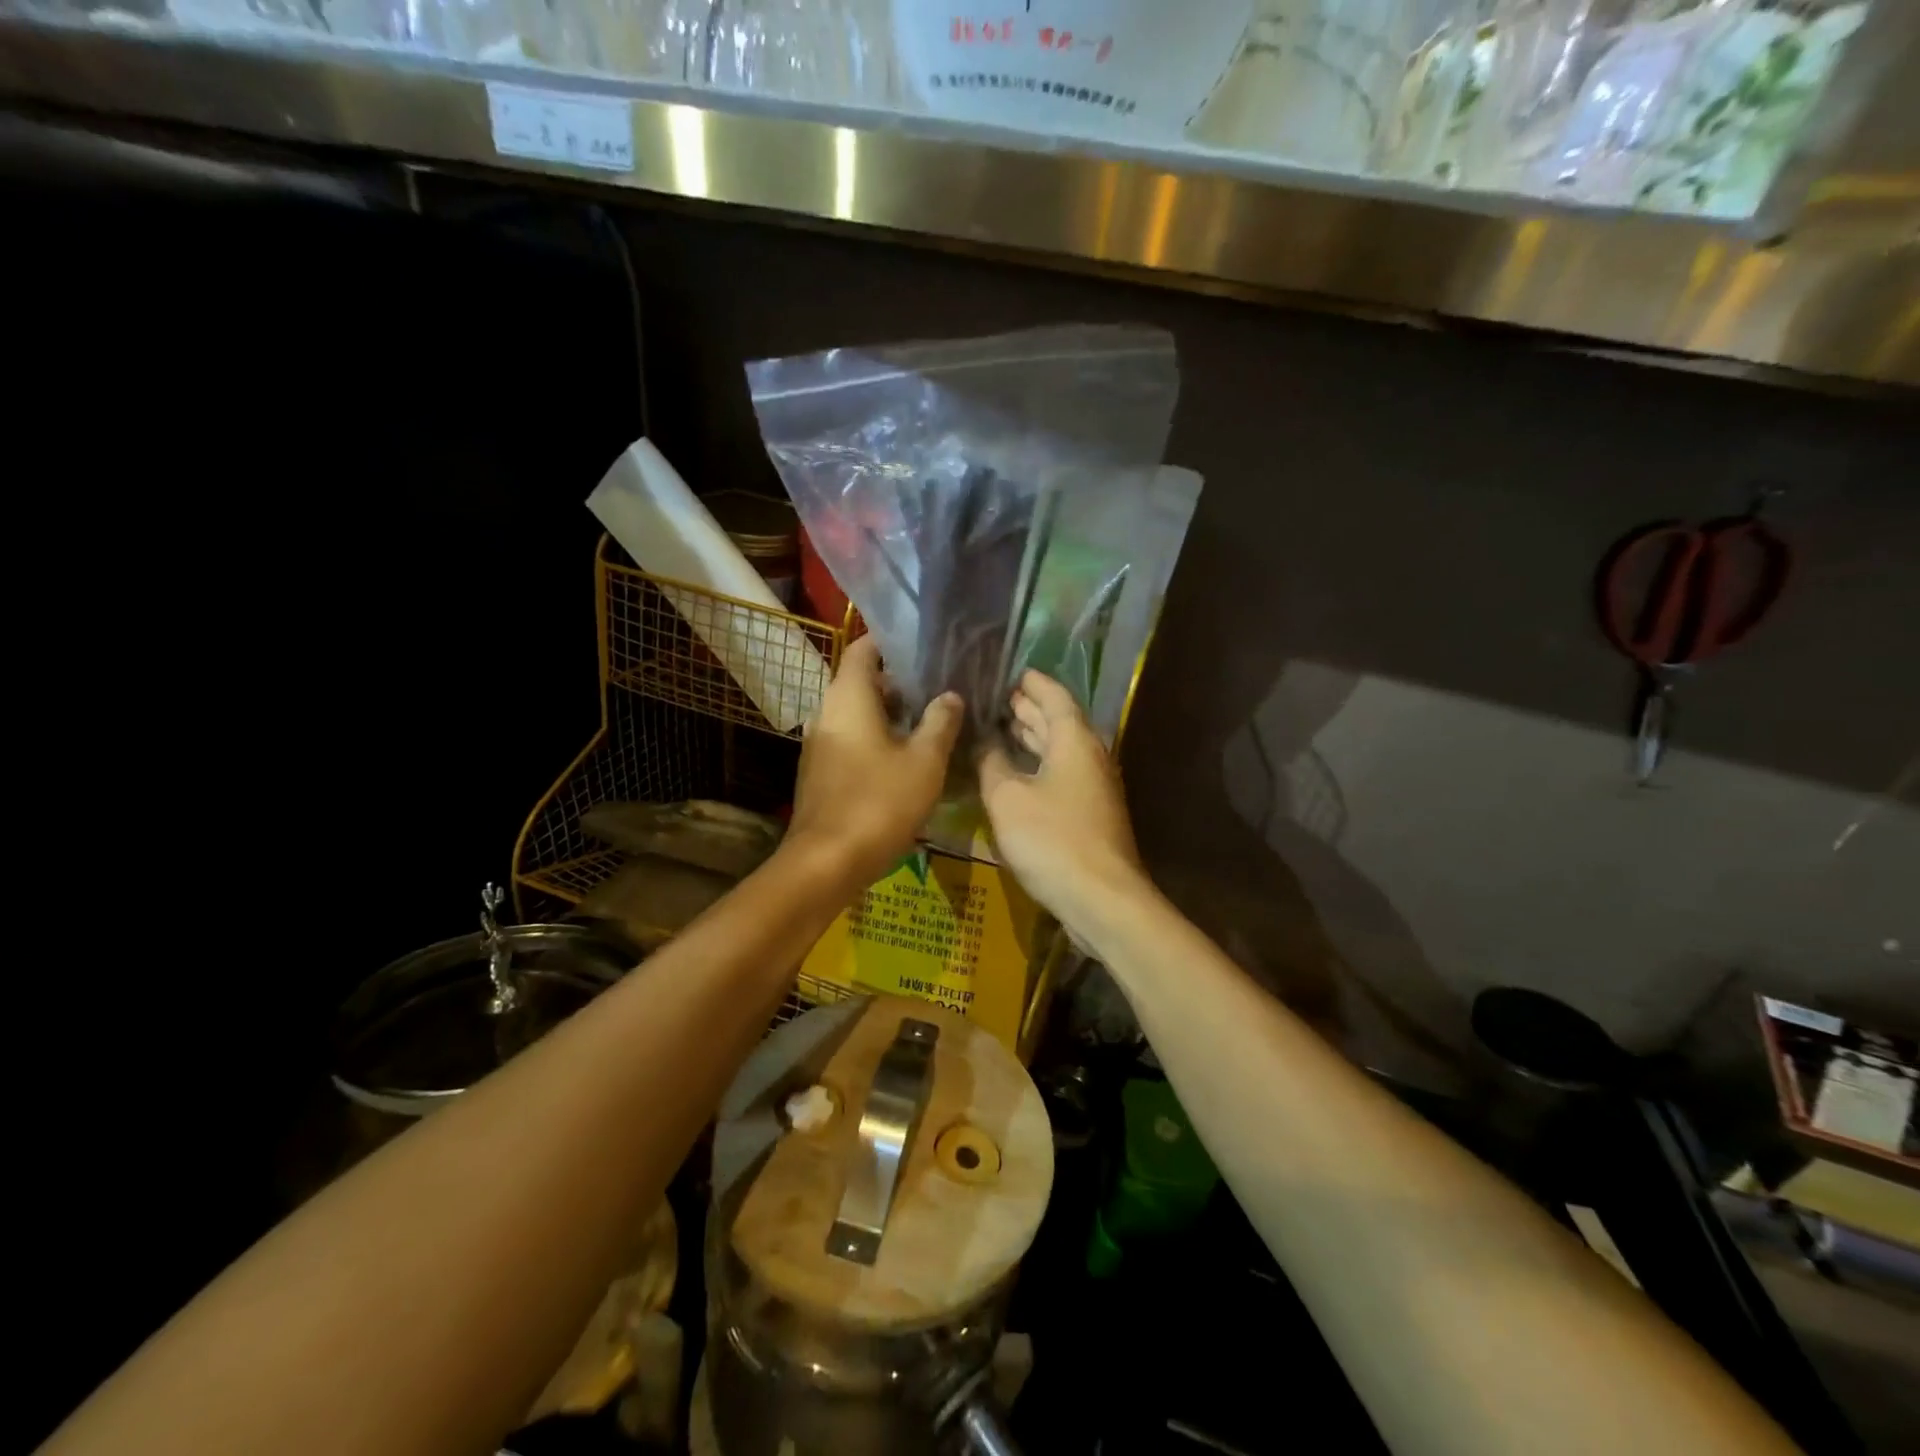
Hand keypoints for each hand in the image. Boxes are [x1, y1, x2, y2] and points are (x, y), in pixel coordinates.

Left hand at [786, 635, 963, 891]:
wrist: (827, 861)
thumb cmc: (879, 802)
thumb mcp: (924, 761)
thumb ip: (940, 722)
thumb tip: (950, 696)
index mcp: (848, 697)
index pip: (863, 649)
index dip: (891, 644)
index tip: (923, 649)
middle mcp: (826, 711)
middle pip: (861, 681)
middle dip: (898, 683)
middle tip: (937, 690)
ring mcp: (818, 743)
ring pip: (856, 713)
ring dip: (888, 714)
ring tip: (927, 723)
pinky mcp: (818, 771)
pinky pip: (849, 739)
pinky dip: (874, 738)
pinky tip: (903, 758)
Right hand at [978, 671, 1146, 935]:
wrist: (1101, 898)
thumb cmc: (1052, 839)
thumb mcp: (1007, 798)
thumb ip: (991, 764)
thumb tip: (985, 743)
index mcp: (1075, 741)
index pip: (1055, 697)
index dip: (1033, 683)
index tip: (1012, 672)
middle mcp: (1090, 757)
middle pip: (1060, 723)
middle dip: (1030, 709)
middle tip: (998, 699)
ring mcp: (1094, 788)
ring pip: (1061, 751)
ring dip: (1034, 738)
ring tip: (1003, 728)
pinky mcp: (1090, 815)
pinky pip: (1062, 775)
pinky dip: (1039, 765)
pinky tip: (1016, 774)